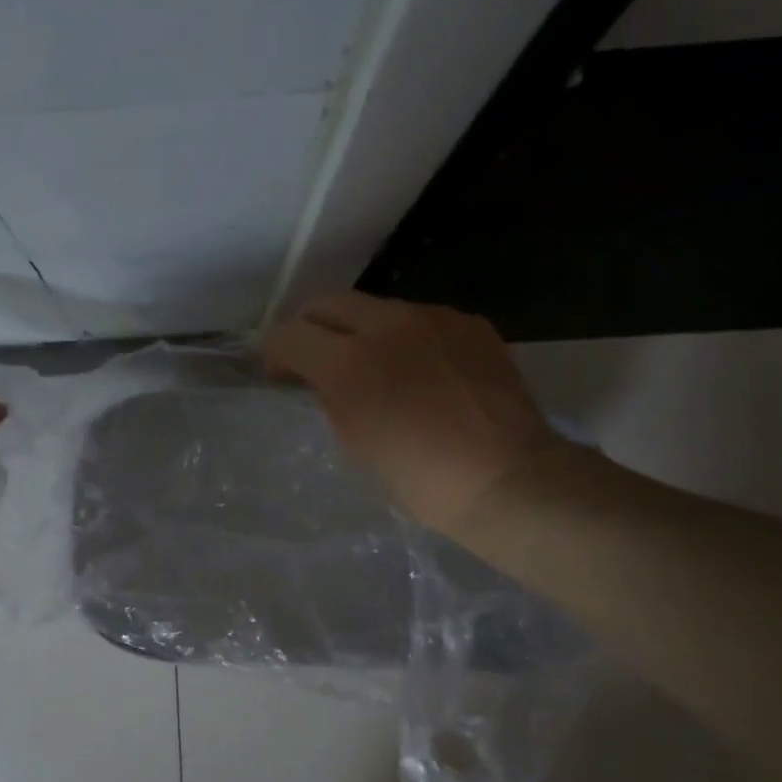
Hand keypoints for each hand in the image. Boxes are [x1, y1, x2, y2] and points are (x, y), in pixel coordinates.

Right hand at [265, 293, 562, 539]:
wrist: (506, 478)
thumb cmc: (420, 478)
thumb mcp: (356, 443)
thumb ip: (332, 399)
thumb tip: (323, 380)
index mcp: (350, 362)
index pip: (291, 334)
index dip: (275, 352)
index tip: (280, 374)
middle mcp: (389, 325)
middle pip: (330, 303)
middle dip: (312, 327)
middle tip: (314, 360)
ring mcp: (434, 318)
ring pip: (377, 308)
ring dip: (360, 331)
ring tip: (374, 367)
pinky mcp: (469, 324)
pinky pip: (422, 319)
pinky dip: (406, 339)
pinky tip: (420, 372)